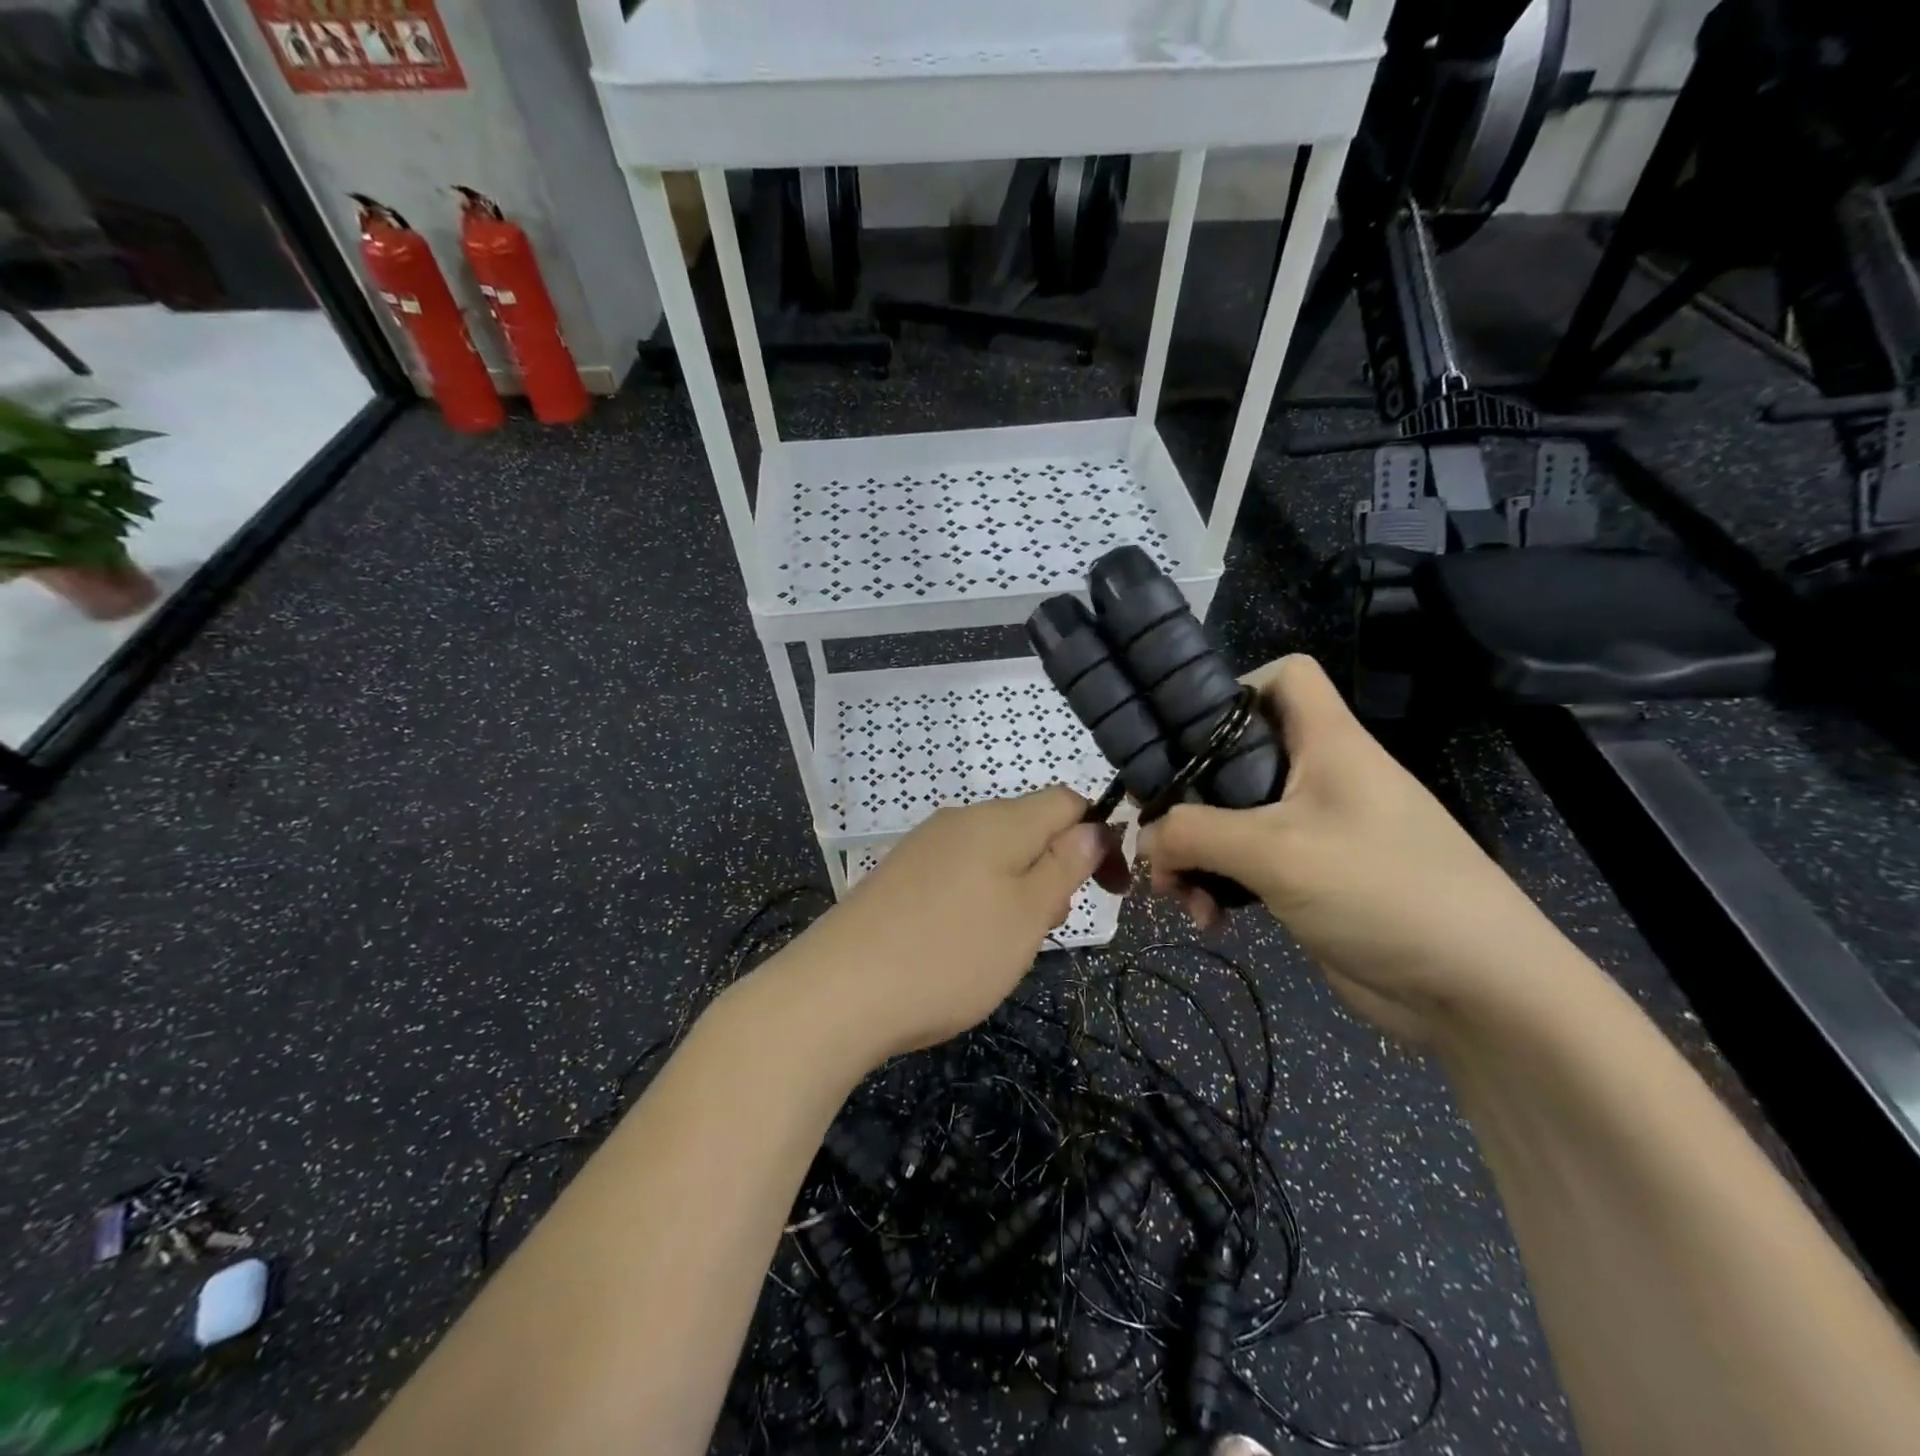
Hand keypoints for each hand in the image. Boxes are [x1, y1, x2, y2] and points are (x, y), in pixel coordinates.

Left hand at [791, 788, 1127, 1059]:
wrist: (840, 991)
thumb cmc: (951, 954)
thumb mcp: (1026, 915)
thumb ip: (1064, 866)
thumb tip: (1093, 826)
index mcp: (998, 820)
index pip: (1066, 801)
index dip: (1098, 835)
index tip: (1109, 889)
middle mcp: (960, 820)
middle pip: (1029, 827)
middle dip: (1055, 868)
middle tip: (1050, 926)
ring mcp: (924, 846)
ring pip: (994, 854)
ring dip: (1019, 888)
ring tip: (1008, 944)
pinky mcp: (900, 875)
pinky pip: (959, 873)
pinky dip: (981, 898)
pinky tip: (965, 943)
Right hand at [1141, 655, 1560, 1042]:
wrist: (1478, 993)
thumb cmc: (1383, 891)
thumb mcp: (1276, 852)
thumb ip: (1194, 833)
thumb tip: (1144, 839)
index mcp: (1326, 742)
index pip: (1284, 676)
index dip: (1233, 689)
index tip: (1183, 732)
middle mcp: (1318, 776)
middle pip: (1236, 755)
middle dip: (1186, 796)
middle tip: (1153, 833)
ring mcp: (1313, 830)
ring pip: (1231, 819)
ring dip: (1194, 853)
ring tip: (1175, 893)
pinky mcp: (1308, 879)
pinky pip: (1244, 867)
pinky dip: (1217, 887)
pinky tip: (1208, 921)